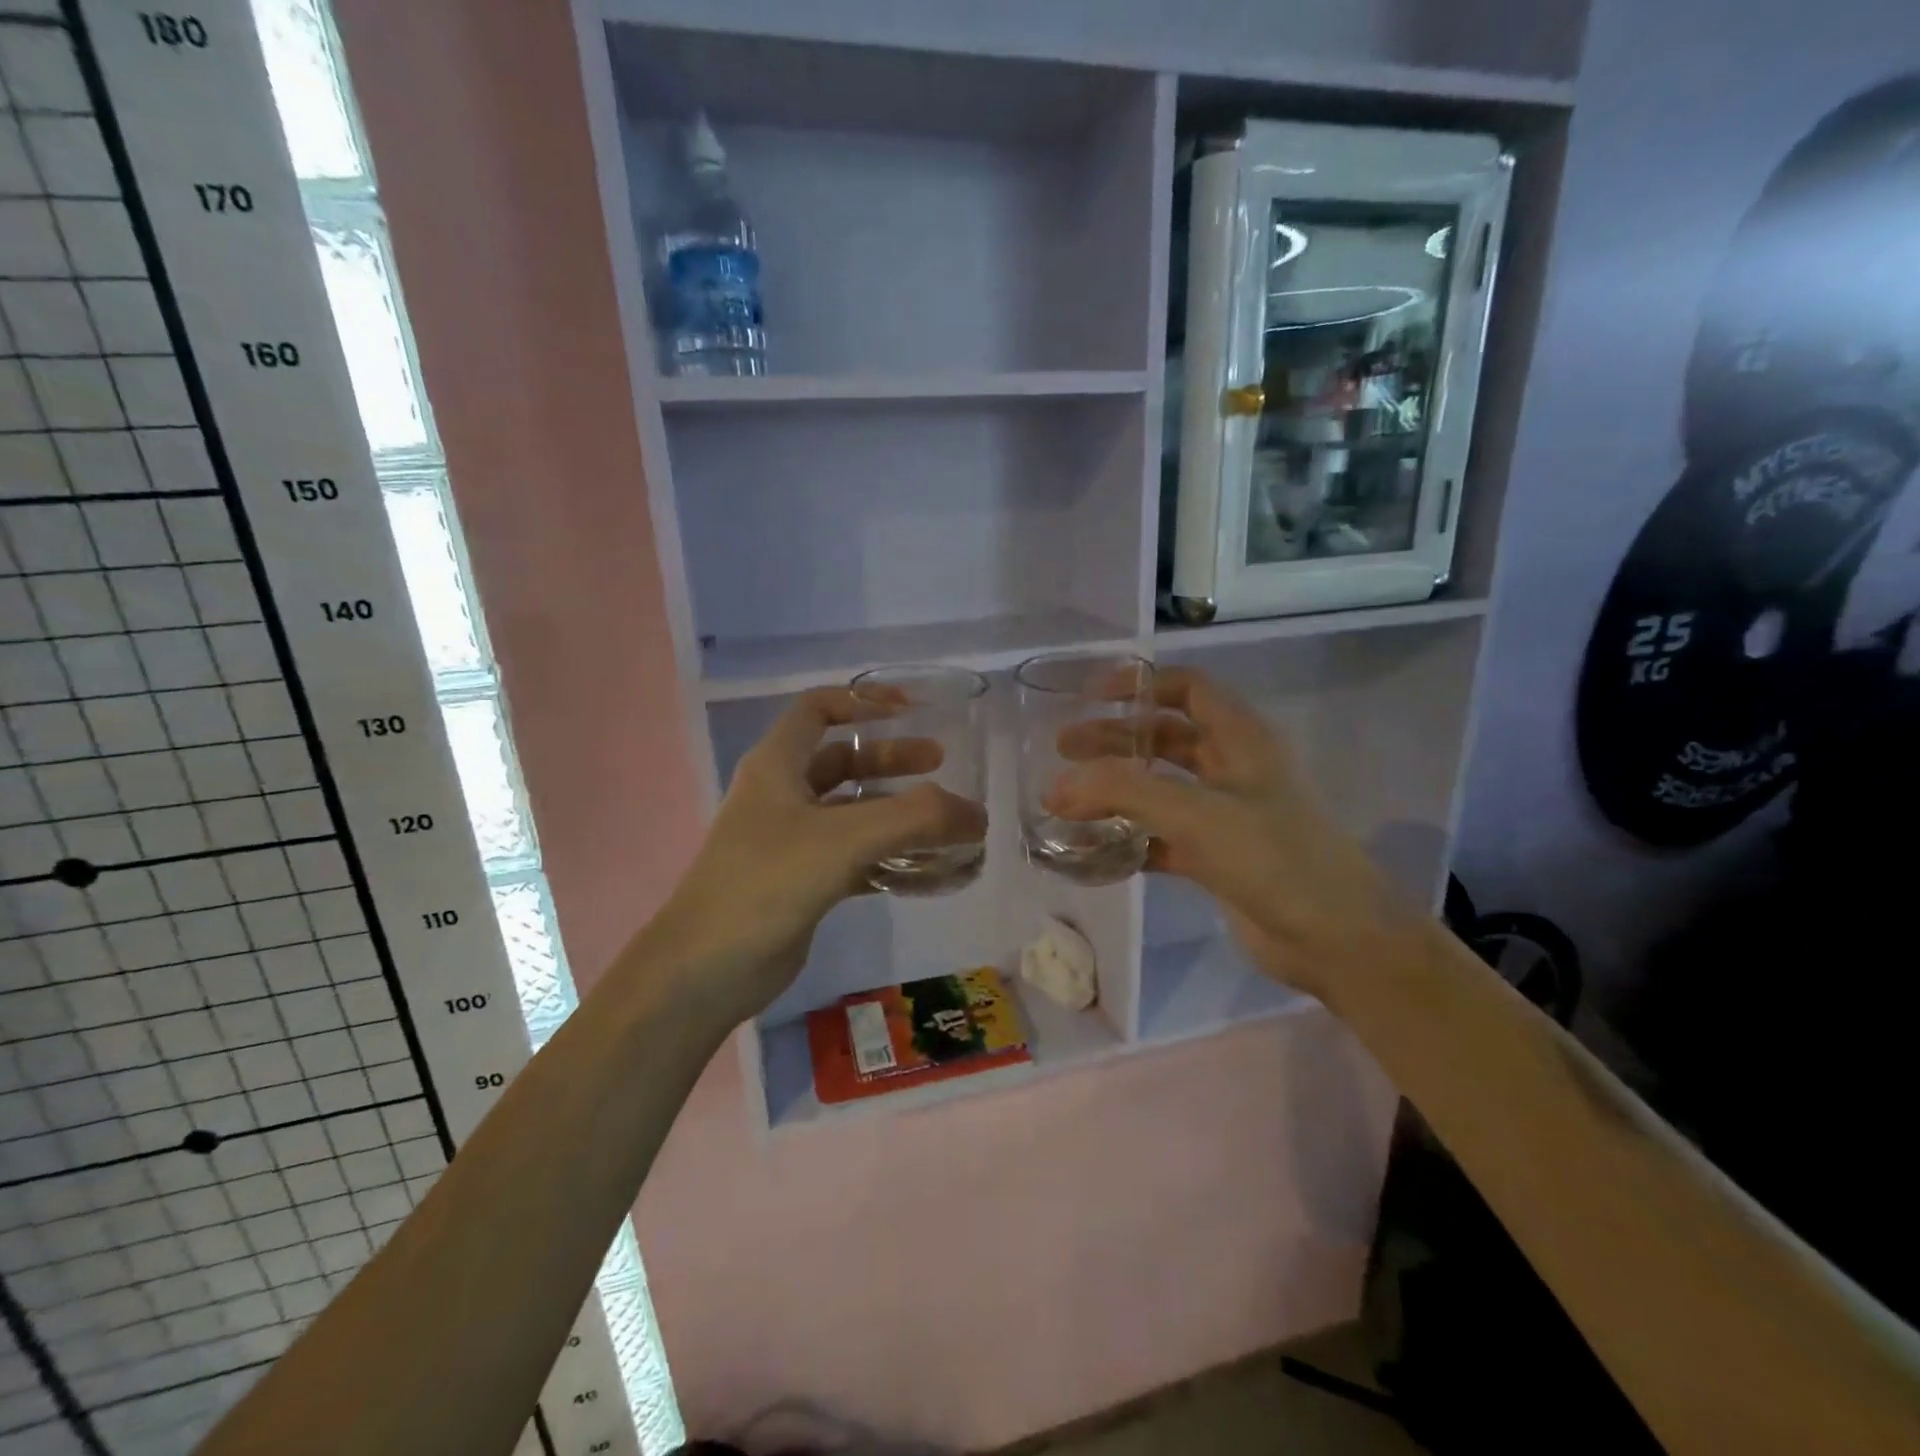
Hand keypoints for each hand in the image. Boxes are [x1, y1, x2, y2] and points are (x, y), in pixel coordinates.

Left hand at [652, 687, 987, 1025]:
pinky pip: (854, 856)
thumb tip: (977, 814)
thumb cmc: (766, 884)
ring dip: (896, 813)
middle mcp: (782, 796)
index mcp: (777, 765)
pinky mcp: (802, 881)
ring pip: (852, 813)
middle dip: (892, 760)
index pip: (818, 709)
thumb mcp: (844, 839)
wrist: (705, 970)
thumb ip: (916, 820)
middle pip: (843, 761)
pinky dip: (889, 858)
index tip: (910, 710)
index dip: (862, 700)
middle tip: (942, 767)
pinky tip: (925, 871)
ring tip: (945, 823)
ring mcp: (790, 841)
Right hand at [1047, 667, 1409, 1002]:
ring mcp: (1225, 815)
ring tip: (1065, 799)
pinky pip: (1161, 836)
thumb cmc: (1275, 858)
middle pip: (1164, 738)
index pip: (1188, 689)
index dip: (1141, 685)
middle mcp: (1233, 769)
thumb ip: (1124, 793)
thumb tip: (1055, 787)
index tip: (1091, 696)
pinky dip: (1129, 838)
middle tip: (1062, 749)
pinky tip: (1093, 848)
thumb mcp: (1197, 814)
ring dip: (1116, 789)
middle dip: (1114, 739)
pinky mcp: (1216, 857)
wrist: (1337, 940)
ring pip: (1159, 788)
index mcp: (1241, 739)